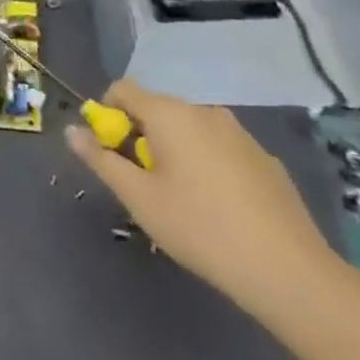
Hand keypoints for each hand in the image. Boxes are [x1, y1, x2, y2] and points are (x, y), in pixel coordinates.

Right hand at [67, 79, 337, 315]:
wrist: (287, 270)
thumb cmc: (199, 228)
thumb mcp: (138, 197)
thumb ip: (101, 159)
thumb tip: (72, 130)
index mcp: (170, 113)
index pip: (122, 89)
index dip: (107, 114)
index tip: (110, 152)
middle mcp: (204, 111)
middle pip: (157, 109)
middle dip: (141, 135)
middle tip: (143, 182)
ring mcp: (240, 133)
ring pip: (191, 130)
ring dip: (175, 150)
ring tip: (181, 198)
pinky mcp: (265, 159)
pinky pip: (221, 148)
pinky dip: (208, 164)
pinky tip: (219, 207)